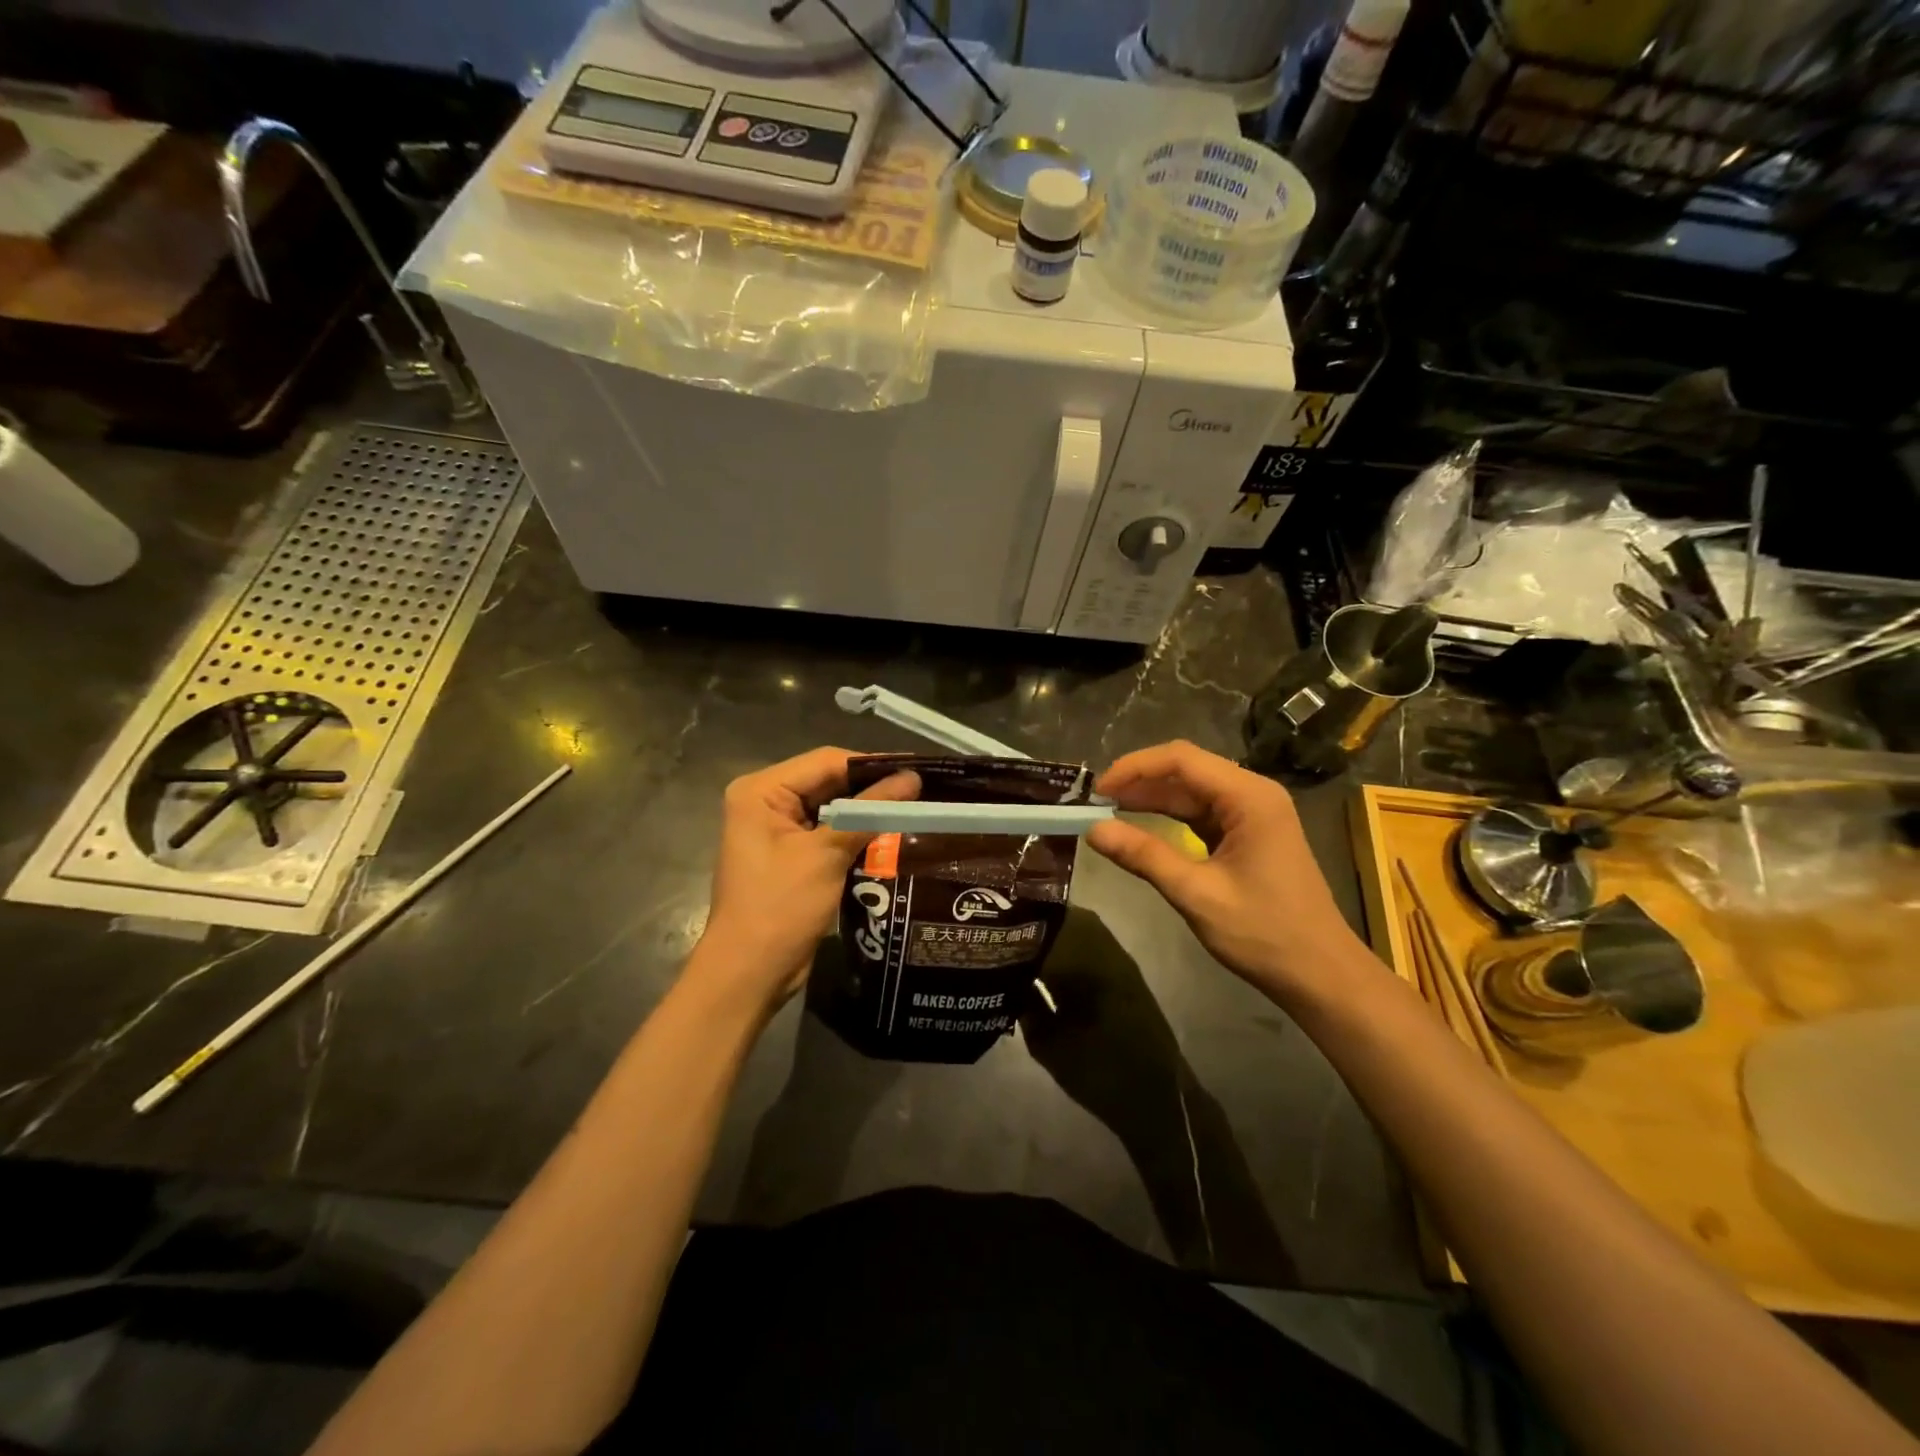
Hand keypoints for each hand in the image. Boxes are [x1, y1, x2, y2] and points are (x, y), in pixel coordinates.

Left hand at [698, 747, 918, 1011]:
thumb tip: (913, 779)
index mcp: (761, 791)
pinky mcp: (790, 855)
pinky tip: (892, 833)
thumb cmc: (780, 908)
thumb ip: (870, 811)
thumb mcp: (827, 854)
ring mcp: (776, 830)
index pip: (826, 761)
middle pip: (828, 781)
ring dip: (868, 810)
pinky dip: (857, 832)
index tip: (919, 767)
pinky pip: (829, 831)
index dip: (874, 764)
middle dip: (873, 787)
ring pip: (832, 807)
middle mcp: (765, 801)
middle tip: (923, 788)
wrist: (749, 974)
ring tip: (916, 806)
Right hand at [1086, 741, 1371, 1005]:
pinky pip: (1202, 813)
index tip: (1097, 791)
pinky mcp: (1249, 834)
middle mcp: (1253, 793)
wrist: (1321, 974)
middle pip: (1187, 769)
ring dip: (1152, 799)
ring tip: (1109, 812)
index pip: (1181, 759)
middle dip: (1140, 781)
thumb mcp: (1196, 894)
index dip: (1134, 768)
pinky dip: (1170, 817)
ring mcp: (1254, 813)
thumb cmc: (1264, 933)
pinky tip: (1142, 827)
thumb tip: (1093, 830)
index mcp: (1249, 797)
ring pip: (1192, 791)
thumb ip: (1144, 856)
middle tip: (1096, 803)